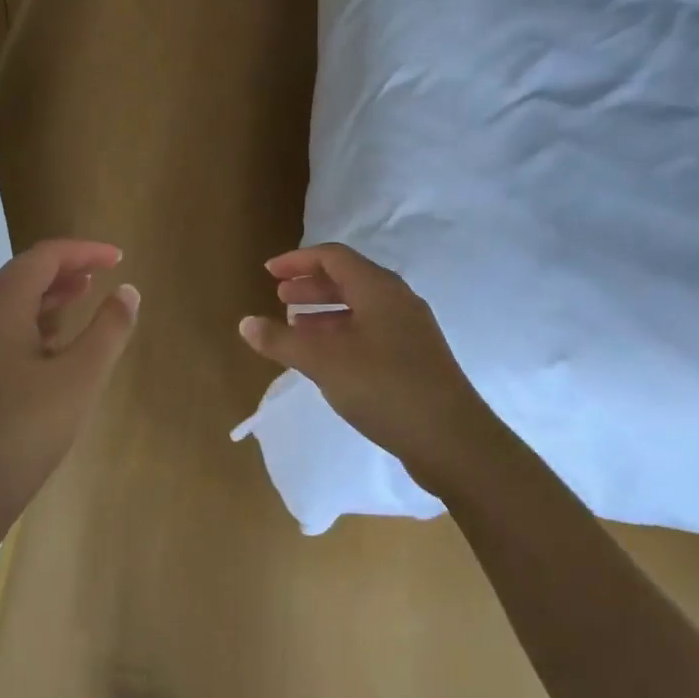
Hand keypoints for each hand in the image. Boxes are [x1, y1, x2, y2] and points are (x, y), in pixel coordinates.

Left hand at [0, 240, 138, 541]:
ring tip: (87, 292)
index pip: (43, 257)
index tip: (120, 258)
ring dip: (52, 292)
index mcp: (0, 307)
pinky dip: (38, 319)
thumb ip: (108, 329)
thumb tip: (128, 291)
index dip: (83, 251)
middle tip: (106, 270)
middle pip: (25, 273)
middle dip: (67, 267)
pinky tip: (60, 339)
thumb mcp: (79, 378)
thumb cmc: (25, 430)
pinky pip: (8, 327)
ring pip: (15, 301)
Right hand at [239, 243, 499, 494]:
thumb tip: (245, 323)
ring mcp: (410, 330)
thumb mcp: (325, 363)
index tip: (268, 272)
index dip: (298, 260)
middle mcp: (397, 300)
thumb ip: (282, 341)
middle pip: (348, 279)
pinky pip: (371, 330)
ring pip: (360, 307)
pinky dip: (342, 333)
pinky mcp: (415, 357)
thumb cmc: (385, 388)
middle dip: (310, 286)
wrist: (452, 440)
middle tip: (279, 297)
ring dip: (325, 311)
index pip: (333, 257)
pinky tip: (326, 357)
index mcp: (379, 289)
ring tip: (296, 326)